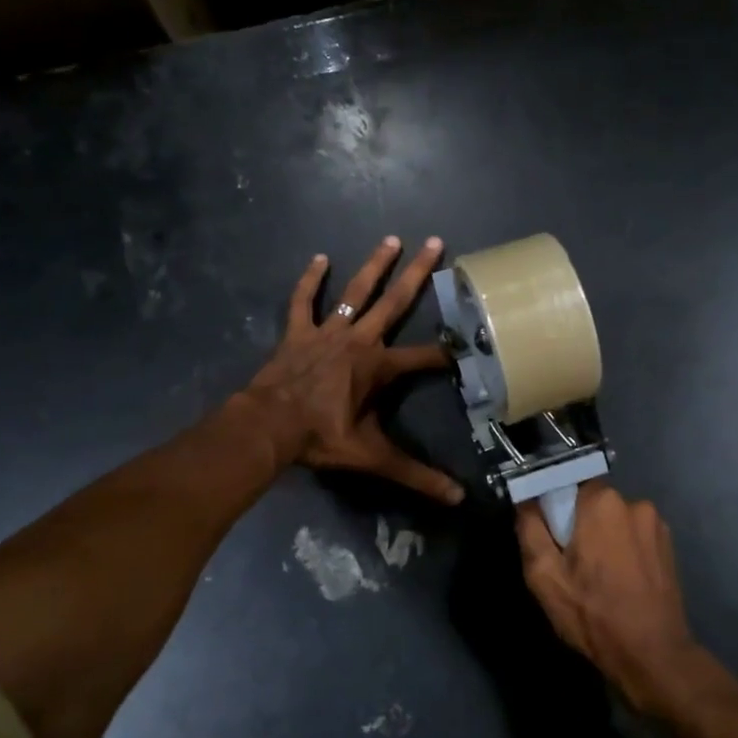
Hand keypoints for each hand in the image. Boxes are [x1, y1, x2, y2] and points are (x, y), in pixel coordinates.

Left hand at [244, 235, 463, 502]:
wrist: (268, 427)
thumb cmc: (322, 438)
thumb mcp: (373, 458)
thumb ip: (415, 475)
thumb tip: (457, 498)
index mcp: (379, 367)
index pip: (425, 358)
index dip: (448, 354)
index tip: (470, 343)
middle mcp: (359, 340)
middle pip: (394, 302)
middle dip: (418, 273)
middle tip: (434, 242)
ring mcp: (327, 332)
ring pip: (355, 292)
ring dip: (374, 265)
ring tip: (391, 239)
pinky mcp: (298, 332)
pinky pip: (304, 301)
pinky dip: (310, 281)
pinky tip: (319, 258)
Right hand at [516, 482, 706, 712]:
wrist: (652, 655)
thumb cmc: (593, 614)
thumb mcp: (544, 576)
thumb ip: (530, 530)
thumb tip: (527, 502)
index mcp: (602, 502)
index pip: (567, 484)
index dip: (555, 510)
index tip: (551, 537)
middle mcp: (634, 502)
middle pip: (592, 502)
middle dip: (579, 525)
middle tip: (571, 564)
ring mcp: (656, 523)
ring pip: (614, 520)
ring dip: (603, 537)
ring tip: (598, 577)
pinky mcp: (669, 545)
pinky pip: (634, 535)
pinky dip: (623, 549)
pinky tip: (620, 581)